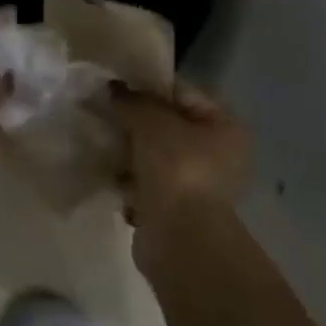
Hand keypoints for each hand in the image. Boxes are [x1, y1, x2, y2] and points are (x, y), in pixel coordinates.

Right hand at [110, 82, 251, 234]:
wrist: (179, 238)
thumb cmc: (176, 169)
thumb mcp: (151, 121)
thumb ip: (132, 101)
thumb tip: (114, 89)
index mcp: (225, 127)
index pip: (183, 93)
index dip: (149, 87)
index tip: (116, 86)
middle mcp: (218, 155)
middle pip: (168, 126)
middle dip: (135, 121)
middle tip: (103, 112)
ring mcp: (196, 185)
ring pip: (154, 156)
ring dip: (129, 150)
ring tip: (100, 141)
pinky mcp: (174, 209)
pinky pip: (146, 183)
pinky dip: (128, 179)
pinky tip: (107, 172)